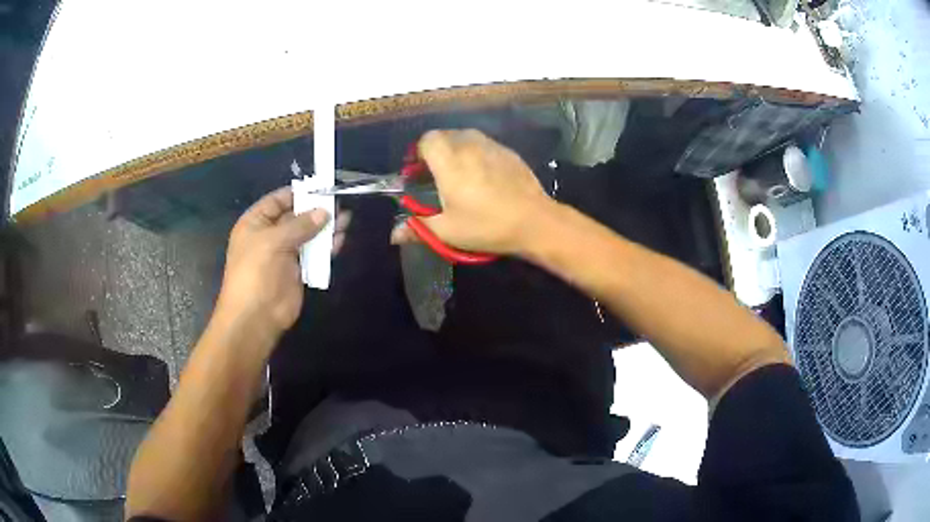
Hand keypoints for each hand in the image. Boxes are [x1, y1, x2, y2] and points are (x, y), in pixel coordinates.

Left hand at [217, 187, 337, 340]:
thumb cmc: (256, 272)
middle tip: (339, 203)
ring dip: (325, 228)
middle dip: (316, 210)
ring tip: (346, 219)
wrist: (255, 317)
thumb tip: (324, 212)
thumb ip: (300, 225)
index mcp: (256, 223)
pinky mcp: (298, 271)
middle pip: (295, 216)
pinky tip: (340, 240)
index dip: (298, 193)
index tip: (322, 187)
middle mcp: (270, 235)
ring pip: (307, 235)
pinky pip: (314, 254)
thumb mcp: (273, 241)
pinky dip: (327, 247)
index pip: (278, 200)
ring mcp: (284, 254)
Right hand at [391, 130, 554, 254]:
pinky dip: (477, 153)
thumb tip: (394, 235)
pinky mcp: (509, 152)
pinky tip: (484, 176)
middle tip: (436, 175)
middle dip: (436, 151)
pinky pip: (485, 144)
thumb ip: (418, 228)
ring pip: (466, 137)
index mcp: (450, 161)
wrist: (536, 222)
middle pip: (445, 135)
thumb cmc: (487, 226)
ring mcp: (492, 146)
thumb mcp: (449, 231)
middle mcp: (469, 146)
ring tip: (459, 174)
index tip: (418, 173)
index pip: (427, 139)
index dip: (418, 153)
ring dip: (456, 150)